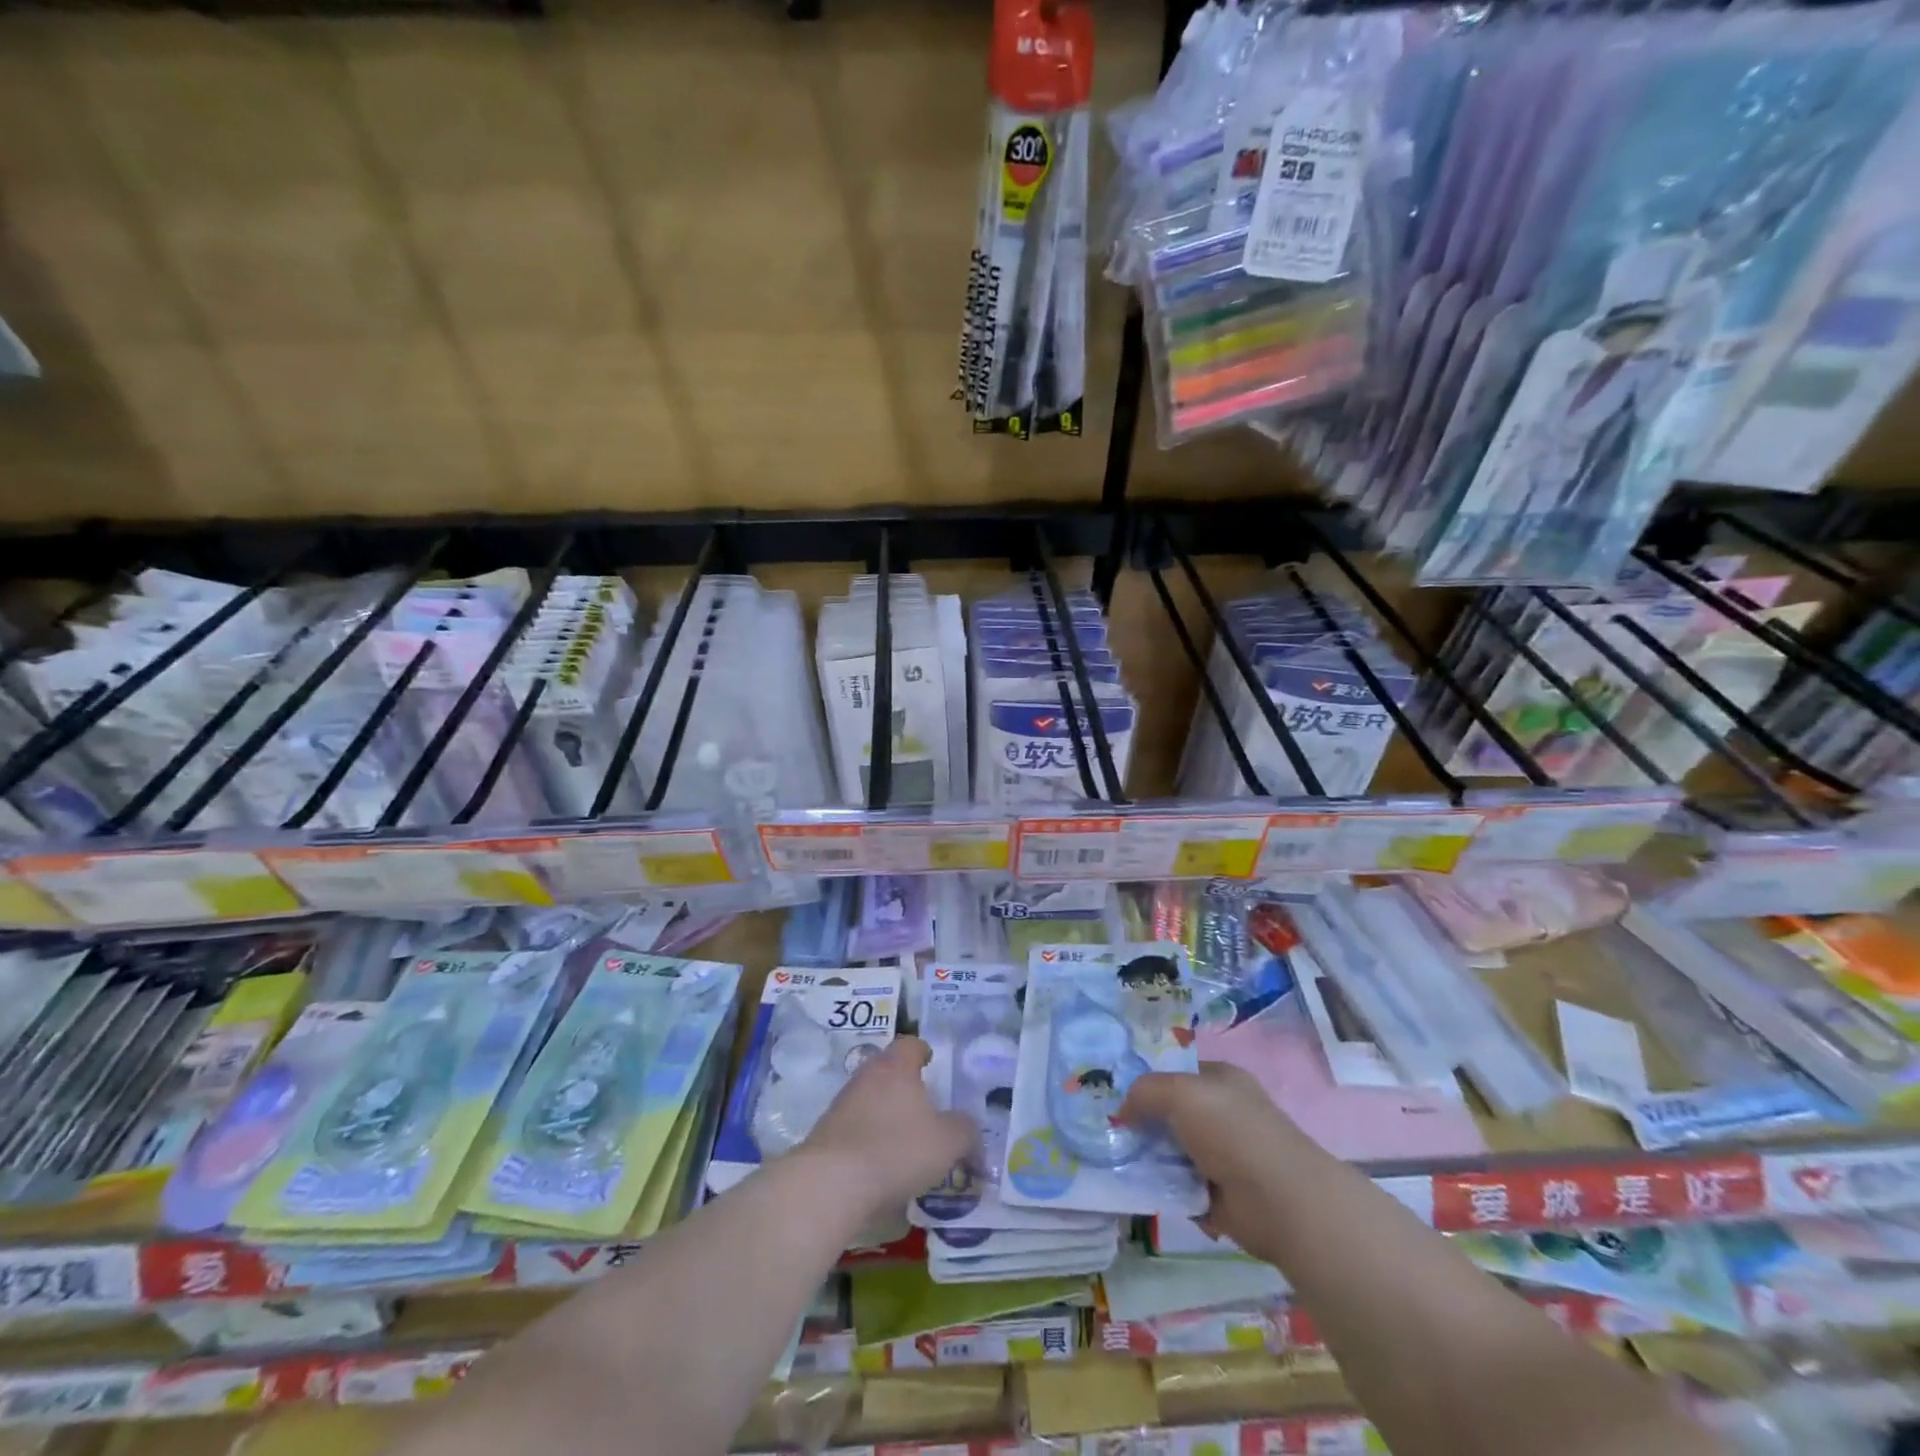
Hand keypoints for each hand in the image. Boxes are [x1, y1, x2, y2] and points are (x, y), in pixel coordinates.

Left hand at [798, 1037, 977, 1216]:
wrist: (830, 1183)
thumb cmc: (896, 1150)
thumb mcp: (947, 1143)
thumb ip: (965, 1130)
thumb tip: (969, 1126)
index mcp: (896, 1067)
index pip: (911, 1044)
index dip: (923, 1051)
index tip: (932, 1063)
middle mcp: (866, 1076)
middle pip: (888, 1070)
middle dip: (905, 1085)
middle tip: (925, 1106)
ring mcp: (842, 1103)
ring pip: (870, 1098)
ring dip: (885, 1112)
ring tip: (904, 1140)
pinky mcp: (826, 1133)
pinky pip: (855, 1126)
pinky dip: (868, 1137)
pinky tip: (880, 1164)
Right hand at [1118, 1061, 1294, 1253]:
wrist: (1280, 1201)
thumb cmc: (1232, 1131)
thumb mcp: (1180, 1092)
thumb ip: (1145, 1091)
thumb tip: (1123, 1111)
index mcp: (1221, 1080)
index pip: (1176, 1073)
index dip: (1147, 1083)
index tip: (1116, 1097)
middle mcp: (1223, 1114)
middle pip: (1171, 1113)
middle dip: (1144, 1123)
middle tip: (1111, 1132)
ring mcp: (1223, 1155)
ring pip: (1173, 1151)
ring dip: (1151, 1159)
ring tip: (1119, 1162)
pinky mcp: (1220, 1195)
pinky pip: (1180, 1186)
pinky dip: (1165, 1189)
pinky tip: (1141, 1188)